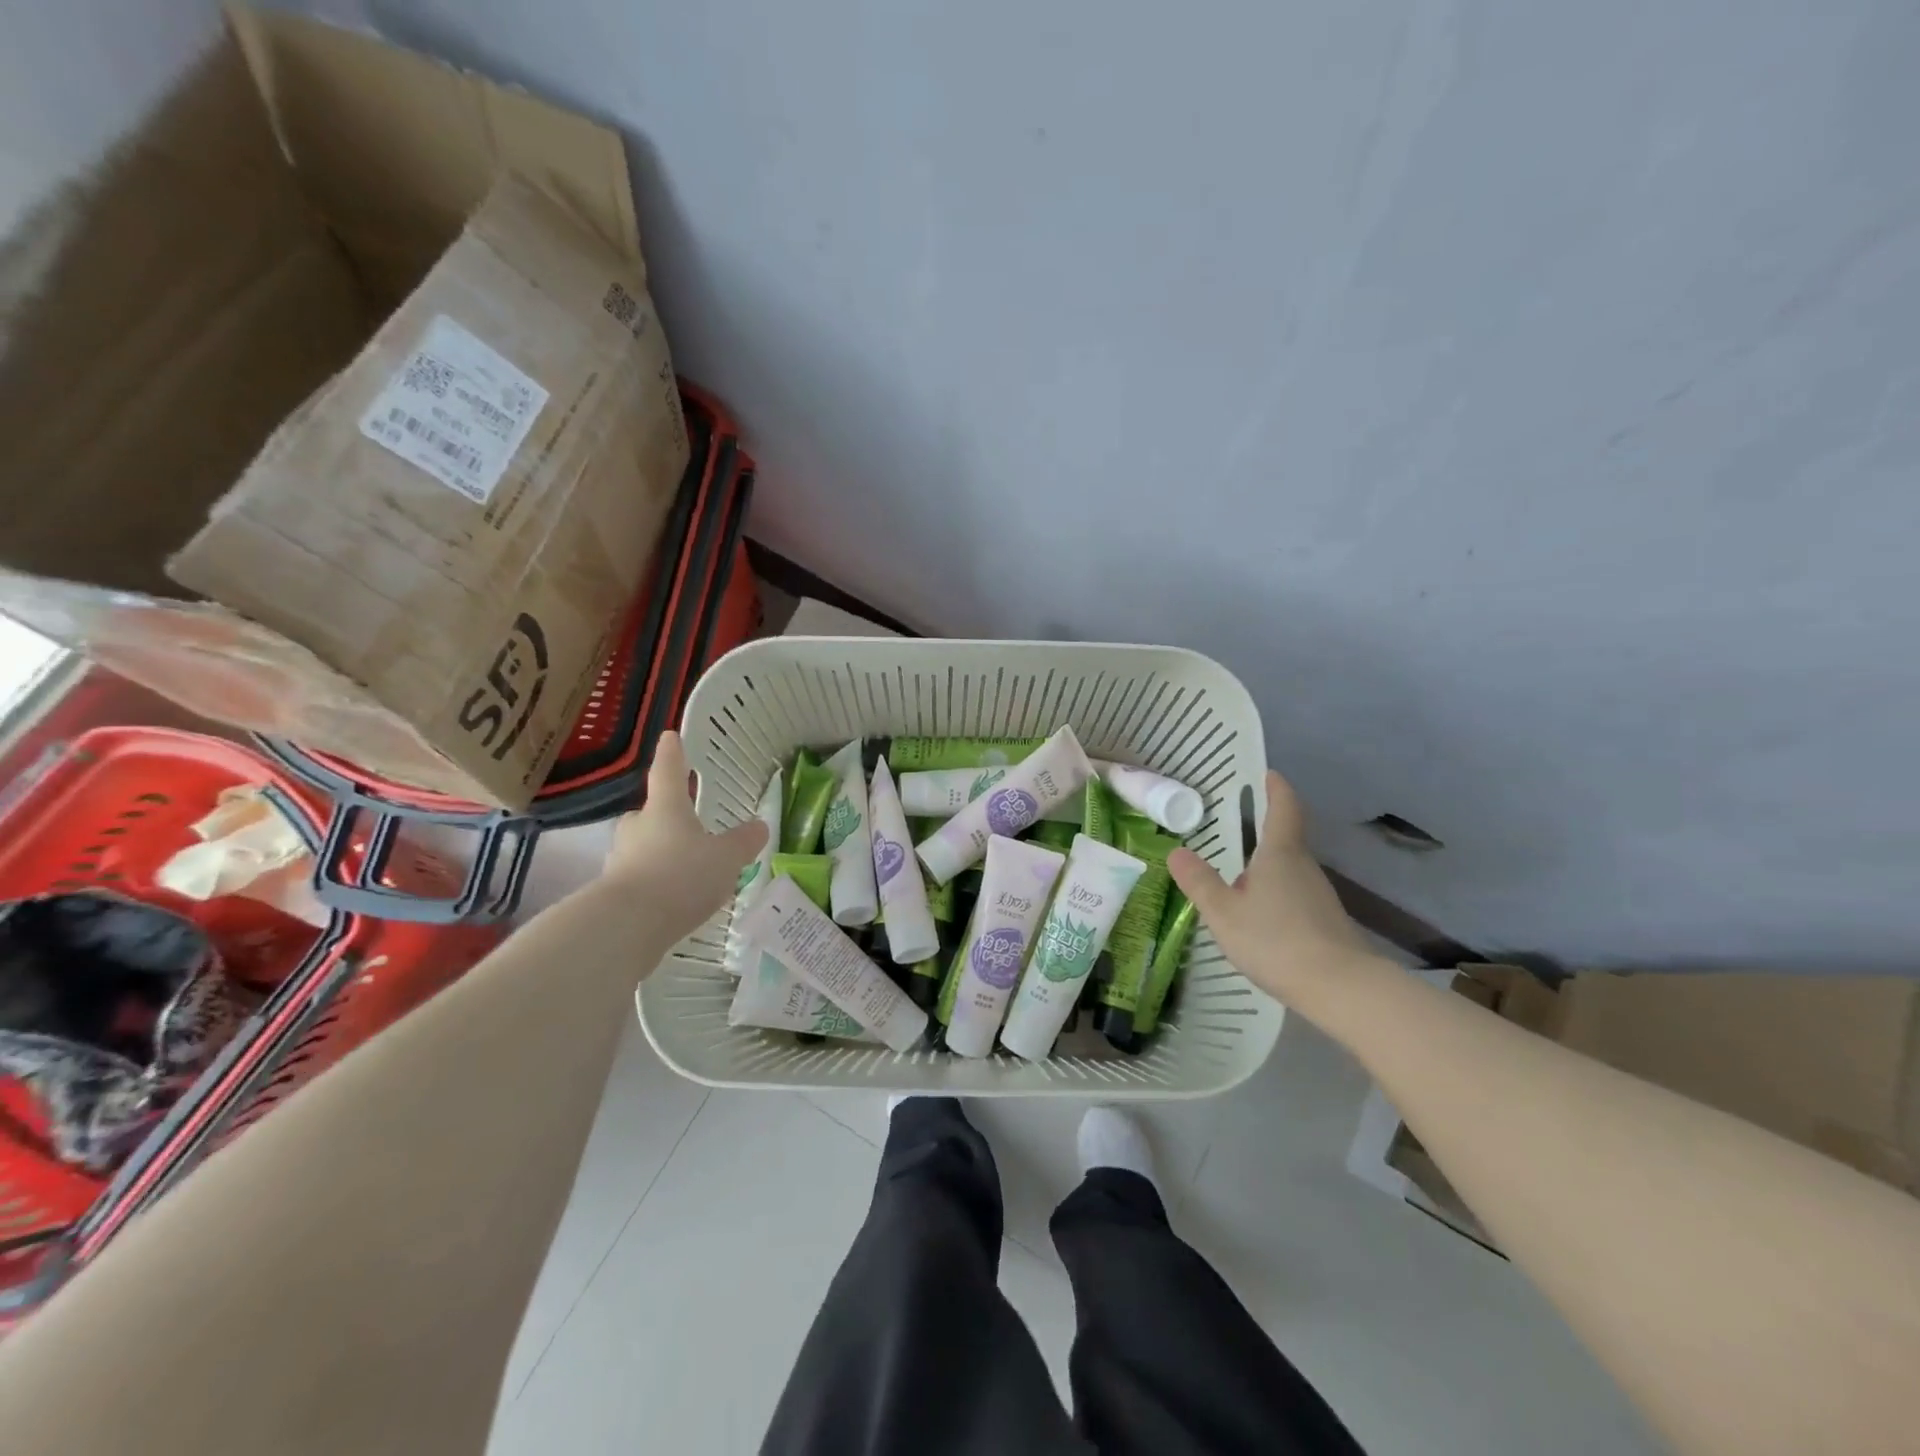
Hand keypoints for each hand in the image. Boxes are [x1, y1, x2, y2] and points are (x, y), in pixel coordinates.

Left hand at [597, 732, 768, 944]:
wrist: (626, 926)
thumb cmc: (680, 877)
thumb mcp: (726, 859)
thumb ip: (743, 842)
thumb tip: (759, 826)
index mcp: (665, 808)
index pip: (668, 771)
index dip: (672, 753)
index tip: (670, 736)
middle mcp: (638, 827)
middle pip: (650, 813)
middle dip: (665, 815)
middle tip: (685, 823)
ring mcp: (620, 859)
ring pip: (642, 846)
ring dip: (660, 852)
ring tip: (686, 870)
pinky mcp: (613, 892)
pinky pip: (639, 877)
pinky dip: (654, 883)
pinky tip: (672, 900)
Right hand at [1167, 770, 1390, 1012]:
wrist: (1339, 988)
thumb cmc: (1275, 940)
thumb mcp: (1224, 912)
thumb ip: (1200, 882)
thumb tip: (1177, 851)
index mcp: (1280, 854)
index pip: (1283, 809)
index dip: (1276, 789)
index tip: (1268, 774)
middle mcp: (1304, 867)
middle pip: (1286, 839)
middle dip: (1264, 831)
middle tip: (1234, 829)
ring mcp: (1319, 895)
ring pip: (1290, 870)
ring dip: (1267, 867)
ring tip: (1238, 877)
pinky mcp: (1325, 921)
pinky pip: (1295, 895)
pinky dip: (1276, 893)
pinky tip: (1259, 916)